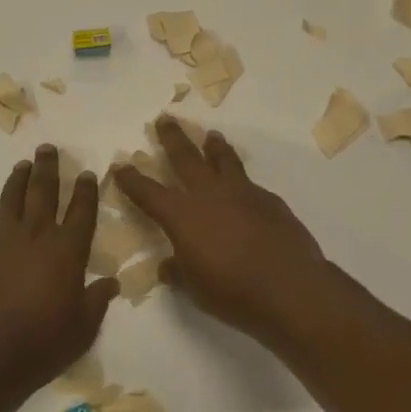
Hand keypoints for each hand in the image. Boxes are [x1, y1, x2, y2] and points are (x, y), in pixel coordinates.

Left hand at [0, 146, 119, 395]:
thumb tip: (111, 282)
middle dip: (48, 167)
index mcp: (68, 250)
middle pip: (44, 191)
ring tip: (24, 164)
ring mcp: (5, 241)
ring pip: (13, 198)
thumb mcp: (83, 327)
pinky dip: (2, 212)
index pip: (81, 210)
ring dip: (20, 178)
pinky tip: (3, 213)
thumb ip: (97, 300)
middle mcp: (37, 235)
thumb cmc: (43, 342)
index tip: (87, 172)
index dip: (86, 190)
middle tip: (48, 148)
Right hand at [112, 118, 332, 345]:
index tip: (121, 166)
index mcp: (182, 216)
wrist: (289, 287)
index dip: (132, 179)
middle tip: (165, 119)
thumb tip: (167, 267)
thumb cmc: (232, 292)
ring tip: (211, 136)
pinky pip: (249, 183)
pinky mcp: (269, 200)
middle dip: (172, 138)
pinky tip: (244, 188)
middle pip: (185, 157)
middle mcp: (209, 195)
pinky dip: (241, 180)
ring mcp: (242, 193)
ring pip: (223, 160)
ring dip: (214, 146)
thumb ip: (178, 272)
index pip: (148, 192)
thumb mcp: (195, 288)